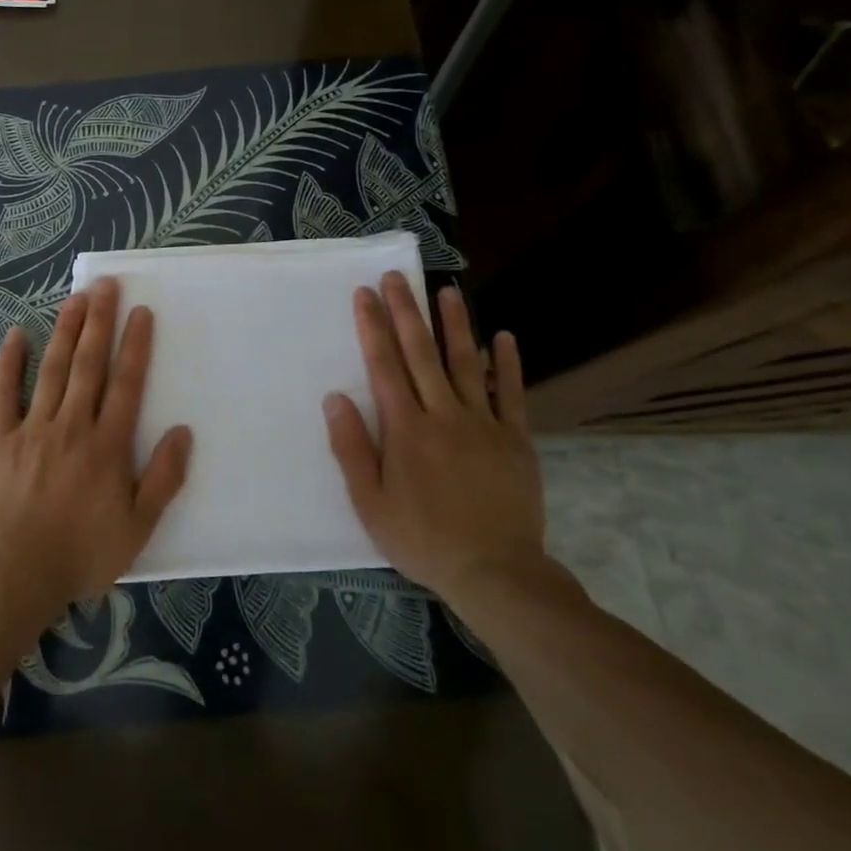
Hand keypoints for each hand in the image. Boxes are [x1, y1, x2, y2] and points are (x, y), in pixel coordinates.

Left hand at [0, 278, 192, 620]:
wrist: (16, 576)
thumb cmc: (83, 553)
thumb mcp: (139, 526)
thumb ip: (164, 477)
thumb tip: (183, 431)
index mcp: (108, 444)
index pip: (126, 383)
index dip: (135, 345)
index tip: (141, 311)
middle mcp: (72, 425)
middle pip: (88, 364)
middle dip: (99, 322)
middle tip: (105, 285)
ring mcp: (33, 429)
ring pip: (52, 369)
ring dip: (64, 331)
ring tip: (75, 298)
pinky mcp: (0, 440)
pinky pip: (3, 394)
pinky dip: (9, 363)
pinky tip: (15, 335)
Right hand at [322, 272, 545, 599]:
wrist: (495, 572)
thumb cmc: (423, 539)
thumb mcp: (370, 504)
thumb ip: (352, 448)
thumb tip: (335, 398)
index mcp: (406, 430)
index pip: (384, 366)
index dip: (373, 327)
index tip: (365, 294)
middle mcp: (443, 415)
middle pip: (421, 354)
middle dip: (407, 312)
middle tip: (397, 277)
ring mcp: (483, 424)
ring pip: (467, 363)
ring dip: (456, 324)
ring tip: (448, 290)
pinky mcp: (515, 439)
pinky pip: (511, 394)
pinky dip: (508, 364)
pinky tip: (504, 337)